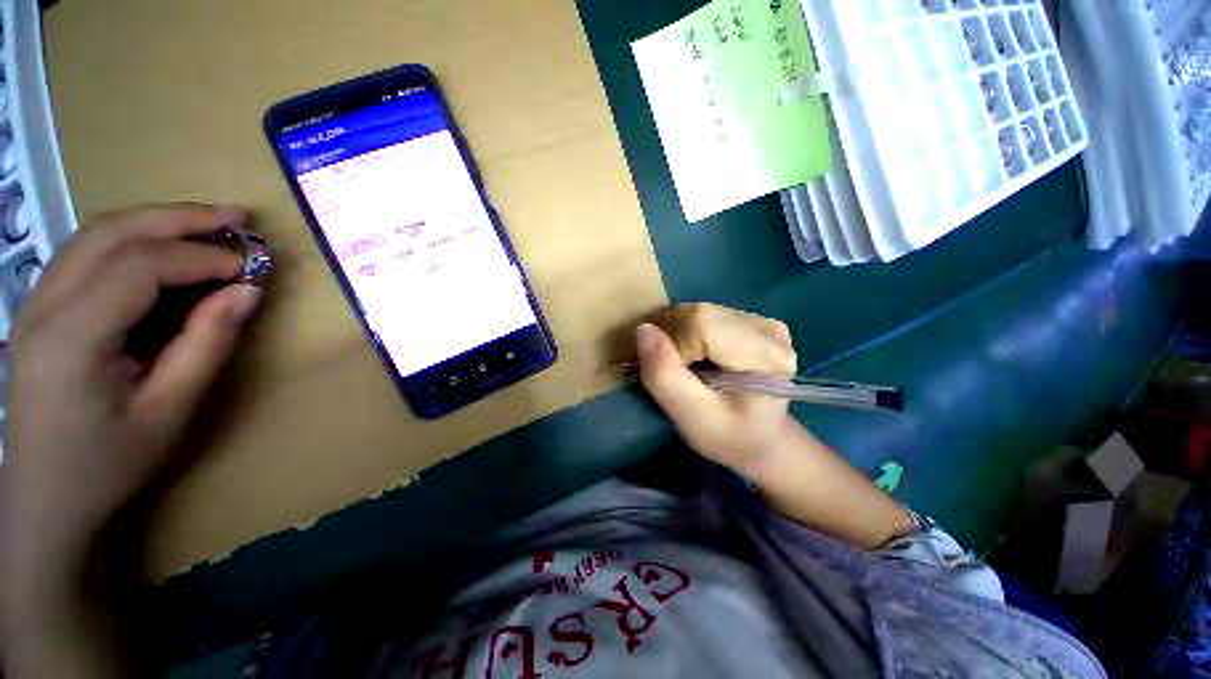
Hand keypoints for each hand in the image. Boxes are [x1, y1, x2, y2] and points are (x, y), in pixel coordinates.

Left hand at [4, 204, 261, 581]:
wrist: (47, 498)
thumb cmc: (109, 463)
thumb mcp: (170, 410)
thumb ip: (207, 343)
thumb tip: (247, 291)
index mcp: (71, 338)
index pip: (139, 267)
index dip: (201, 258)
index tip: (253, 265)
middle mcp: (44, 305)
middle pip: (112, 233)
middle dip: (180, 218)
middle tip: (240, 218)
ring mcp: (35, 302)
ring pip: (96, 234)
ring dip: (157, 221)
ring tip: (210, 223)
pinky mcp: (40, 307)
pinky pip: (87, 252)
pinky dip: (133, 238)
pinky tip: (163, 247)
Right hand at [635, 303, 796, 474]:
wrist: (760, 439)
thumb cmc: (728, 435)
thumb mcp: (690, 416)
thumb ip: (664, 375)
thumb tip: (644, 329)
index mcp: (764, 355)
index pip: (701, 322)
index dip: (675, 344)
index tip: (678, 375)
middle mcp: (769, 330)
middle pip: (699, 313)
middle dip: (674, 339)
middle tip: (679, 371)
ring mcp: (763, 321)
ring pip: (699, 311)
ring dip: (680, 336)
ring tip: (689, 366)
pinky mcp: (753, 320)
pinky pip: (706, 314)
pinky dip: (690, 332)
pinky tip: (699, 356)